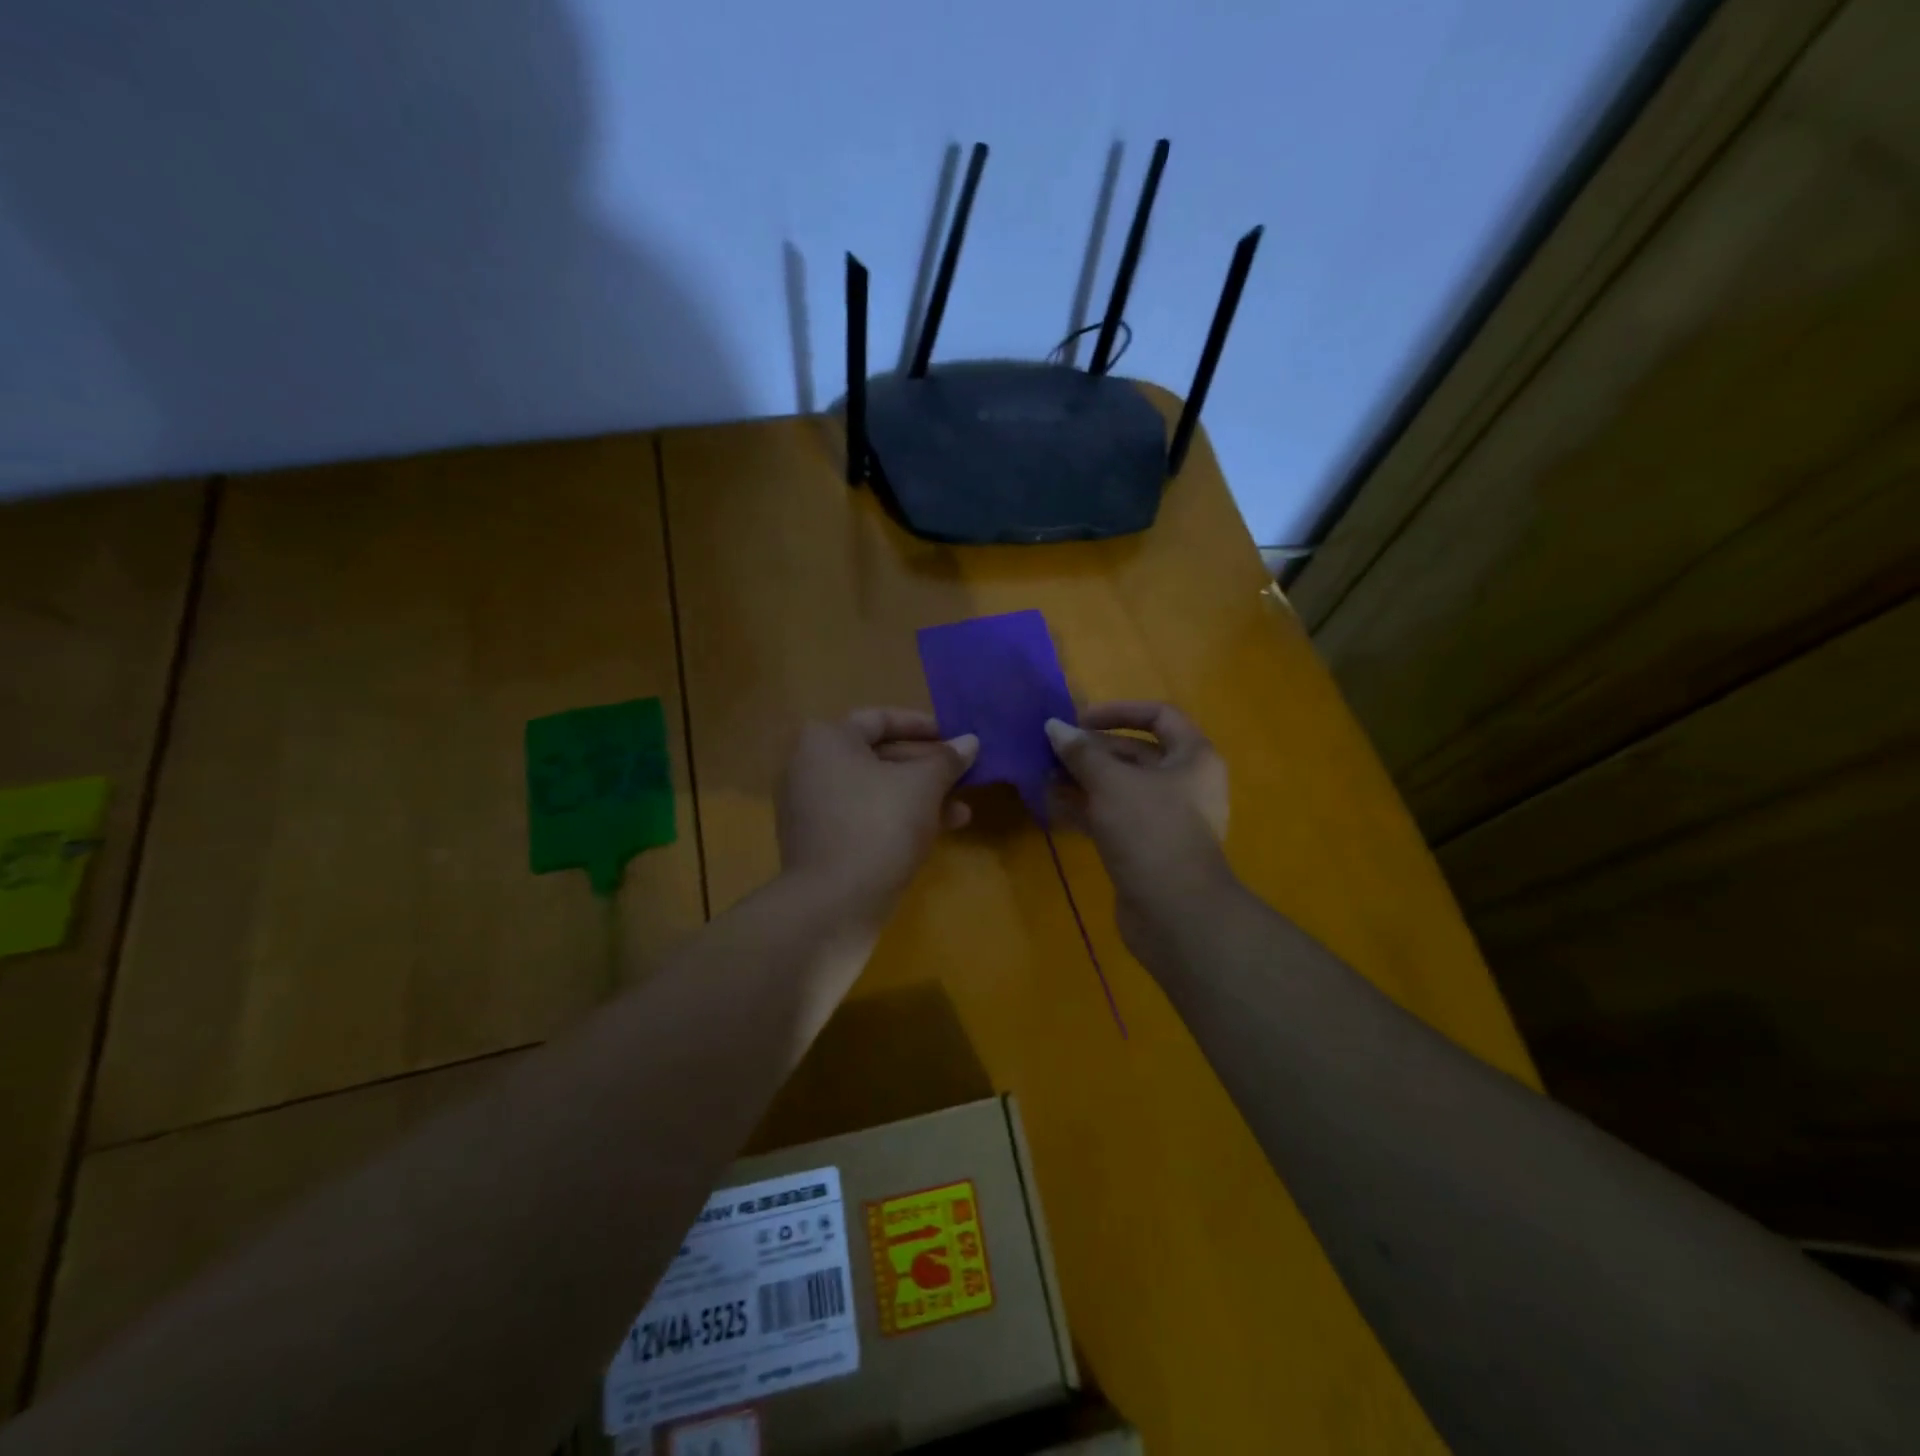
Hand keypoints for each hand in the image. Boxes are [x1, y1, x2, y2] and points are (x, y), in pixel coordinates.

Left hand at [777, 708, 978, 920]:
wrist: (833, 904)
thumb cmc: (878, 826)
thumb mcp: (923, 786)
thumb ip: (948, 760)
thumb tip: (970, 742)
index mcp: (826, 740)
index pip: (880, 719)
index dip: (922, 726)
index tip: (954, 738)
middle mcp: (809, 766)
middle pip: (878, 756)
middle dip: (926, 768)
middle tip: (963, 776)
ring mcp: (809, 807)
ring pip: (875, 791)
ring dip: (919, 797)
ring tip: (962, 812)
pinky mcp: (817, 841)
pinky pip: (862, 817)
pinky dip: (896, 818)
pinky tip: (935, 833)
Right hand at [1045, 702, 1232, 944]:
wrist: (1175, 912)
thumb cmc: (1151, 831)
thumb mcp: (1112, 783)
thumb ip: (1081, 753)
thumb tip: (1054, 726)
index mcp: (1193, 757)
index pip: (1159, 715)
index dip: (1118, 711)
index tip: (1079, 720)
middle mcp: (1184, 783)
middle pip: (1135, 753)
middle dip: (1091, 751)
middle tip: (1051, 751)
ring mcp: (1166, 818)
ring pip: (1120, 787)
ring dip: (1083, 780)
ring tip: (1044, 776)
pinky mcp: (1147, 846)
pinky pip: (1114, 816)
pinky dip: (1087, 808)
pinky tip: (1053, 806)